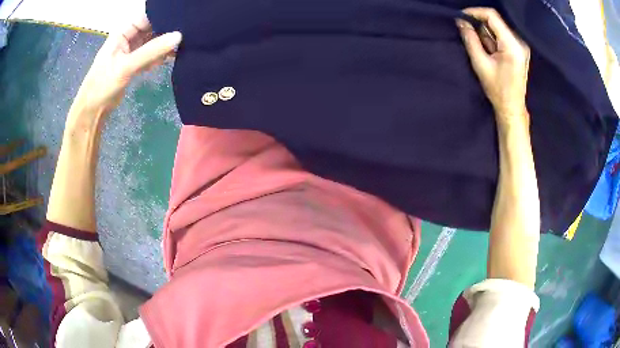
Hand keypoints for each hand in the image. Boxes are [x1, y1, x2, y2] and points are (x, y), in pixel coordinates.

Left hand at [69, 15, 181, 125]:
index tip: (183, 18)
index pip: (147, 16)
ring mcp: (131, 51)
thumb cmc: (103, 85)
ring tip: (181, 47)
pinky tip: (167, 60)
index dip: (163, 15)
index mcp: (123, 32)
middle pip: (152, 27)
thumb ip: (152, 50)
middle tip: (187, 33)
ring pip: (152, 42)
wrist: (92, 111)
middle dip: (167, 30)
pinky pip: (150, 54)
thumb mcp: (126, 66)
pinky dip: (159, 56)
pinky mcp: (134, 64)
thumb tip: (179, 36)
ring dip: (164, 45)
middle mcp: (128, 38)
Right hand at [456, 8, 529, 127]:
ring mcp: (521, 46)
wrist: (512, 107)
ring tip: (482, 49)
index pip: (492, 16)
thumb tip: (460, 21)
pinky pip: (502, 35)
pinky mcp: (520, 50)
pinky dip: (492, 39)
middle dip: (479, 24)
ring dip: (486, 33)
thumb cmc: (497, 90)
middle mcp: (520, 42)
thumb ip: (470, 39)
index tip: (461, 16)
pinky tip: (490, 51)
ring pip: (498, 28)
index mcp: (512, 45)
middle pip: (496, 21)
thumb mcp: (480, 64)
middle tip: (469, 34)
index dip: (475, 12)